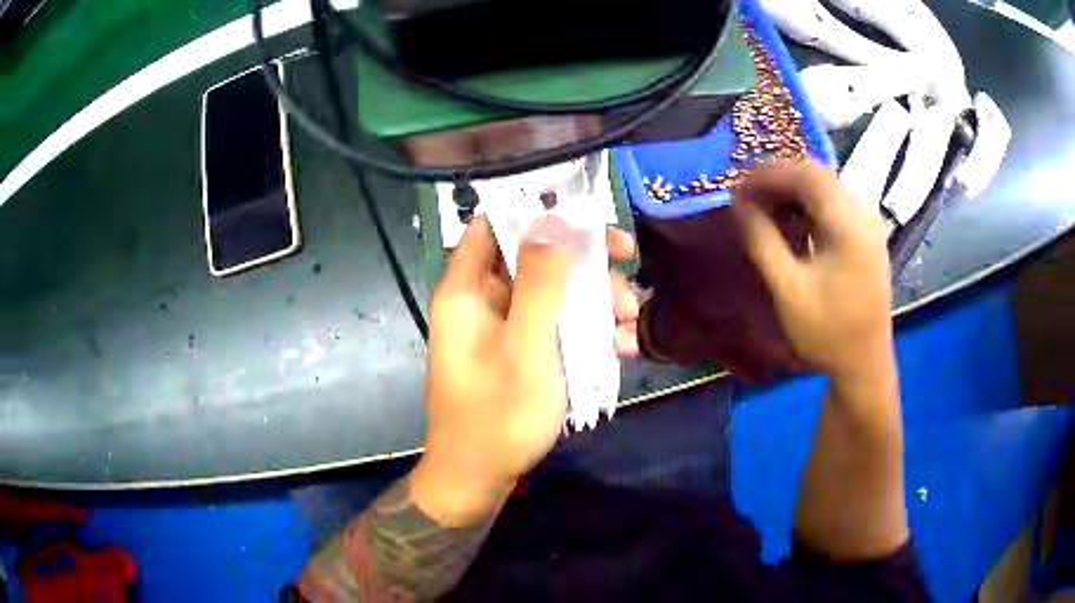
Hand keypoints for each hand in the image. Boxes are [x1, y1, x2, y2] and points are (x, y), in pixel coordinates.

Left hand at [411, 215, 638, 525]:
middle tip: (628, 265)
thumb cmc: (498, 415)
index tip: (584, 216)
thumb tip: (553, 223)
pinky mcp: (522, 350)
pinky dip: (588, 329)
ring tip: (632, 323)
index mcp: (467, 290)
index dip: (535, 212)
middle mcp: (483, 300)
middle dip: (584, 261)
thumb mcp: (526, 347)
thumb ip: (539, 284)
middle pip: (534, 256)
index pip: (494, 224)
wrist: (481, 476)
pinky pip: (557, 324)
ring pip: (554, 291)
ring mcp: (505, 327)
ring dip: (596, 300)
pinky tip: (623, 347)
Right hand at [732, 161, 892, 383]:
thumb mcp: (789, 290)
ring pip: (826, 184)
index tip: (736, 188)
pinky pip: (836, 201)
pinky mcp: (868, 233)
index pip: (804, 174)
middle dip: (778, 178)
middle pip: (816, 173)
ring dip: (793, 188)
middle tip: (747, 196)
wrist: (865, 363)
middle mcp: (863, 212)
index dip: (767, 175)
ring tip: (765, 205)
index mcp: (848, 223)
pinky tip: (794, 219)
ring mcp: (869, 221)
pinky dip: (810, 202)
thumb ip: (762, 240)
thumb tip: (738, 202)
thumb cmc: (827, 332)